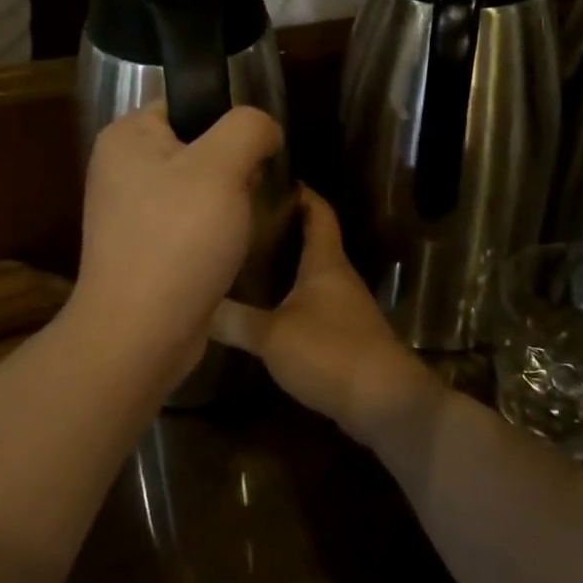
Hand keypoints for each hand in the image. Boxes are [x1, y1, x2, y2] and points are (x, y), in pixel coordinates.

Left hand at [71, 104, 283, 368]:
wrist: (141, 333)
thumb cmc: (178, 239)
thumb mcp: (222, 166)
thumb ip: (248, 127)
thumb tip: (263, 129)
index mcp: (126, 136)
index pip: (186, 103)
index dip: (226, 122)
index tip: (253, 154)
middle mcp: (120, 168)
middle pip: (195, 146)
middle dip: (230, 168)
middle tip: (246, 194)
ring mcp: (128, 212)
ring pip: (197, 188)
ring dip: (226, 203)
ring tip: (239, 226)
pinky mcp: (142, 248)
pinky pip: (187, 223)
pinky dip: (210, 233)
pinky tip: (224, 252)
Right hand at [216, 189, 443, 445]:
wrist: (385, 403)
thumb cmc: (329, 352)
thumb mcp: (271, 335)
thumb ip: (234, 319)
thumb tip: (197, 305)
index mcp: (326, 262)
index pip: (318, 212)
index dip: (302, 193)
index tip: (275, 178)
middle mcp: (339, 277)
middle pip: (315, 241)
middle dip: (285, 230)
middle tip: (246, 223)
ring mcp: (346, 308)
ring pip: (314, 275)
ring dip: (289, 267)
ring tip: (249, 262)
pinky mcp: (347, 336)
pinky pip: (316, 305)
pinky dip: (294, 299)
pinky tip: (269, 310)